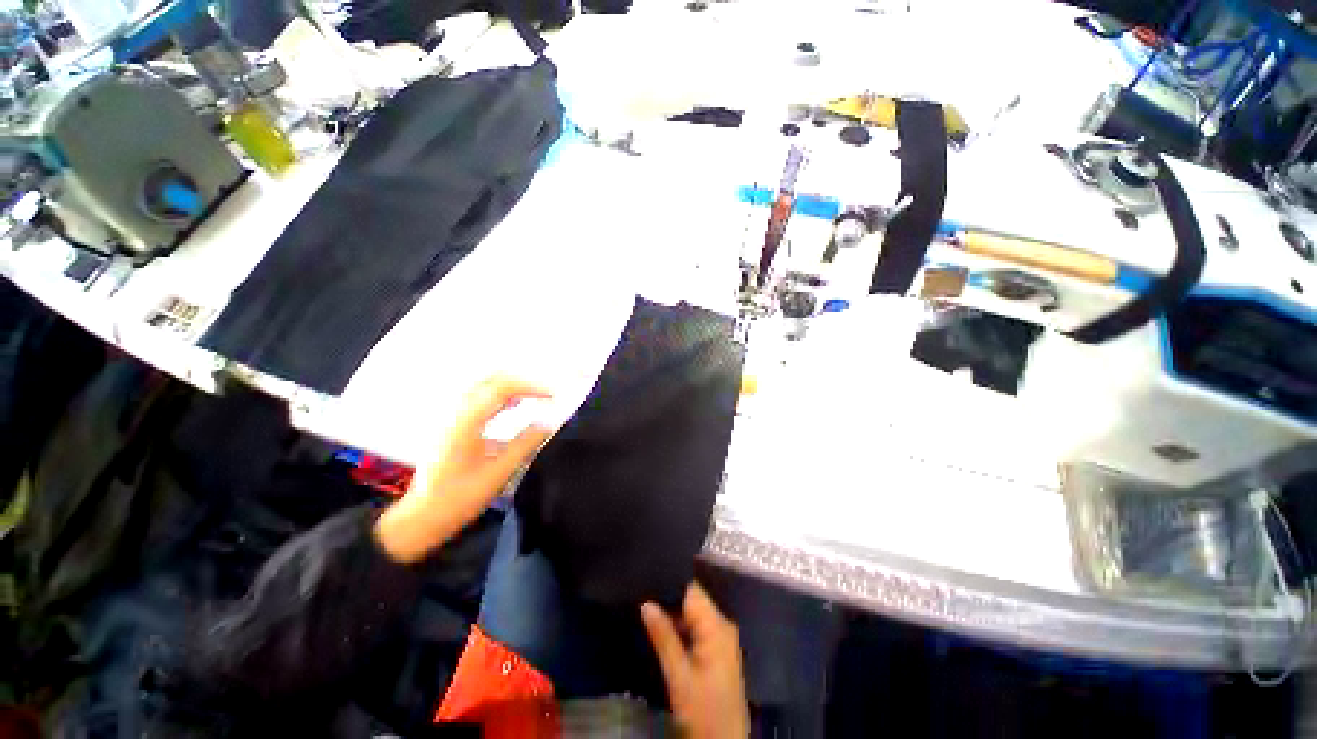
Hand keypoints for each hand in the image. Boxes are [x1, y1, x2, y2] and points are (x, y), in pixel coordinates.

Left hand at [375, 376, 552, 563]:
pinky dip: (499, 397)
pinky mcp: (451, 425)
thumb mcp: (498, 472)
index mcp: (466, 422)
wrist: (421, 518)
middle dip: (523, 383)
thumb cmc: (458, 498)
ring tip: (535, 398)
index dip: (532, 387)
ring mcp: (450, 418)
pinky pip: (478, 399)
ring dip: (512, 388)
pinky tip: (513, 406)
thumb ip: (525, 444)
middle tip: (546, 395)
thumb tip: (548, 425)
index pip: (502, 388)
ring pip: (484, 388)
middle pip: (492, 381)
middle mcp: (455, 413)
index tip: (553, 396)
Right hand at [641, 583, 749, 738]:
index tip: (648, 579)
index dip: (670, 584)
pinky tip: (662, 629)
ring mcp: (722, 639)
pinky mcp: (718, 652)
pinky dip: (681, 628)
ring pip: (694, 615)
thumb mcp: (679, 676)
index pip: (692, 592)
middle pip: (694, 601)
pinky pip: (698, 629)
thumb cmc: (703, 711)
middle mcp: (723, 626)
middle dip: (669, 599)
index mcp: (717, 626)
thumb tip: (646, 603)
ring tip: (647, 608)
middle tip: (642, 595)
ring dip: (674, 614)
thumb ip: (663, 637)